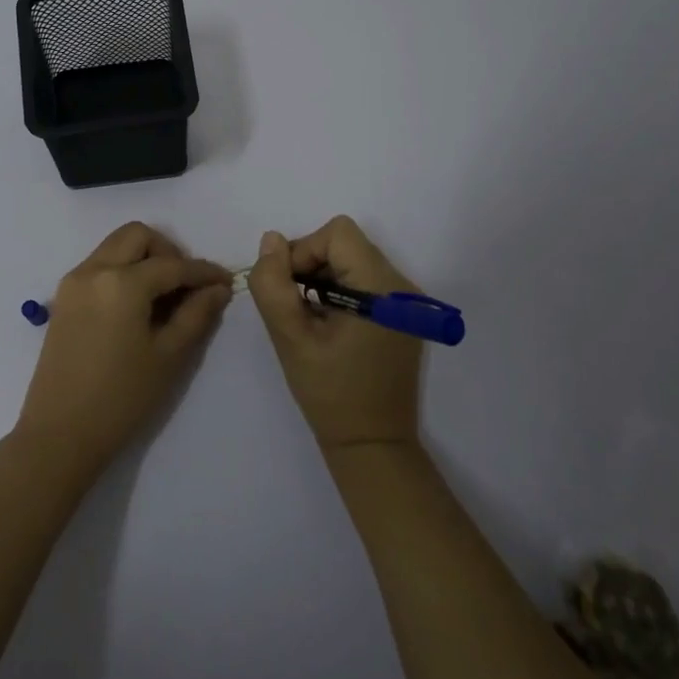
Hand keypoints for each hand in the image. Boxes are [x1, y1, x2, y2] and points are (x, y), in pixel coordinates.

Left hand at [16, 222, 231, 476]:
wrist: (60, 434)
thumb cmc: (121, 398)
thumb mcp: (168, 356)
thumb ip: (196, 314)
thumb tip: (217, 288)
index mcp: (122, 282)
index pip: (172, 265)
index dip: (203, 271)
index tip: (225, 281)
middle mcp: (94, 270)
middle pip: (137, 236)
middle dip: (168, 251)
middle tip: (186, 285)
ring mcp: (74, 282)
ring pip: (115, 247)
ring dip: (143, 258)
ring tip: (164, 297)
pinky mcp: (64, 298)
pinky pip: (99, 265)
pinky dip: (123, 271)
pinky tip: (138, 306)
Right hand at [247, 215, 425, 450]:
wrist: (372, 445)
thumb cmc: (330, 393)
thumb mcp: (290, 338)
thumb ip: (273, 284)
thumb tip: (271, 241)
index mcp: (381, 288)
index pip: (337, 234)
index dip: (304, 251)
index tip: (288, 289)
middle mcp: (401, 286)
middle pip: (346, 244)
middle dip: (310, 264)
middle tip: (293, 305)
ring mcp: (406, 302)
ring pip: (353, 260)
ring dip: (322, 278)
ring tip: (309, 318)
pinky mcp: (403, 315)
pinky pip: (364, 281)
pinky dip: (339, 291)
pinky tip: (328, 325)